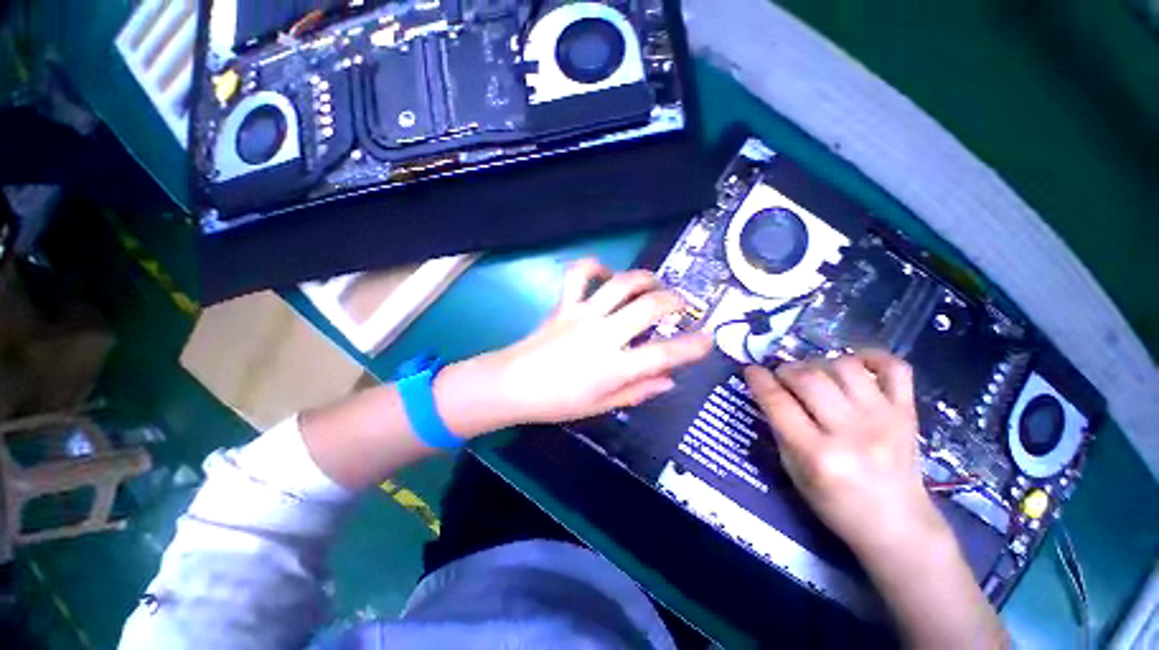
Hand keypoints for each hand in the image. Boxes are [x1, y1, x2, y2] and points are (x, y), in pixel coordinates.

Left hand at [485, 258, 712, 424]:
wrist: (512, 385)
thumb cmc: (556, 402)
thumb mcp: (601, 405)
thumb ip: (637, 391)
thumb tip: (669, 380)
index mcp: (614, 367)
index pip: (664, 354)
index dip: (692, 347)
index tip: (708, 340)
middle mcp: (604, 335)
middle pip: (649, 307)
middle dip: (675, 300)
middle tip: (683, 303)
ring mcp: (583, 315)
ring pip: (622, 284)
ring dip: (645, 279)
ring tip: (654, 284)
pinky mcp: (564, 304)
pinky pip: (579, 275)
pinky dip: (595, 266)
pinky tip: (606, 273)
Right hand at [744, 351, 948, 557]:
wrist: (898, 525)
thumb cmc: (836, 504)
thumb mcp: (794, 472)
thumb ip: (780, 429)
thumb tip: (768, 391)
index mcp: (818, 456)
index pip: (778, 402)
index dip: (758, 380)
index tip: (751, 370)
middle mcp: (852, 433)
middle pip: (809, 378)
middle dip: (786, 370)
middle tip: (782, 377)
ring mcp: (885, 419)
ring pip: (845, 366)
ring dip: (820, 363)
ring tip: (815, 375)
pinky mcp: (908, 413)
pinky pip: (894, 368)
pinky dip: (871, 357)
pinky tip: (853, 365)